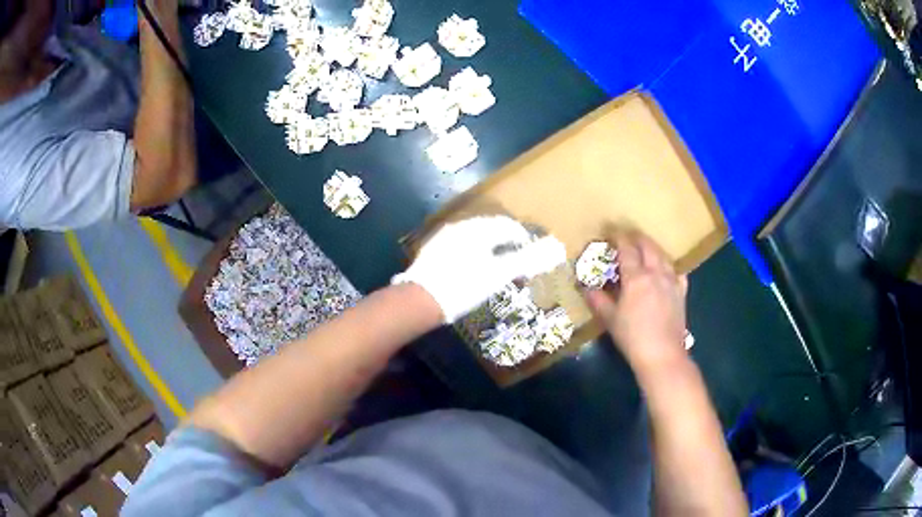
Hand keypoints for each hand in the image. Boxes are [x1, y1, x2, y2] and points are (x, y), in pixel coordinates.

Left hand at [393, 216, 566, 323]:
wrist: (420, 299)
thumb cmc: (464, 285)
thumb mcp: (499, 274)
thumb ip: (527, 259)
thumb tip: (554, 248)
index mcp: (478, 228)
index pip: (508, 226)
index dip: (523, 238)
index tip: (532, 254)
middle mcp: (461, 226)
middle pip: (491, 230)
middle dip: (507, 243)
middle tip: (517, 262)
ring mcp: (444, 238)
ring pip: (475, 238)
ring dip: (491, 249)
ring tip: (498, 267)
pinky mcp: (433, 251)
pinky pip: (461, 246)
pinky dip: (475, 254)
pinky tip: (474, 270)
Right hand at [584, 230, 688, 374]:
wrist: (662, 354)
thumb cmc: (633, 337)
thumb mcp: (610, 320)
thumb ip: (598, 301)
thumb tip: (586, 288)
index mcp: (636, 277)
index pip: (627, 249)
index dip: (618, 237)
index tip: (611, 232)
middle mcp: (655, 273)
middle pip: (648, 246)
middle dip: (637, 237)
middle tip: (627, 236)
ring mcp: (671, 281)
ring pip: (663, 255)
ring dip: (652, 247)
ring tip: (644, 248)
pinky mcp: (681, 292)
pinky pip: (676, 271)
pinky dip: (668, 265)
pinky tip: (665, 270)